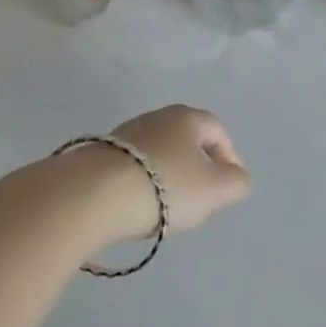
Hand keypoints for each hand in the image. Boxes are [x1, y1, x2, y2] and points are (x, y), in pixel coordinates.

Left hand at [76, 105, 251, 244]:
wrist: (89, 196)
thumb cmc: (163, 187)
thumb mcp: (214, 190)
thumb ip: (236, 183)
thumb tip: (236, 177)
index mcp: (187, 118)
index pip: (218, 130)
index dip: (229, 156)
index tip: (230, 184)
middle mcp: (155, 117)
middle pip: (185, 140)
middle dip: (197, 167)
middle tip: (201, 198)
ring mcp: (123, 135)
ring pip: (157, 154)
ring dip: (167, 177)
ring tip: (166, 208)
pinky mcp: (96, 157)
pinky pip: (130, 168)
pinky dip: (139, 185)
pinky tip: (135, 208)